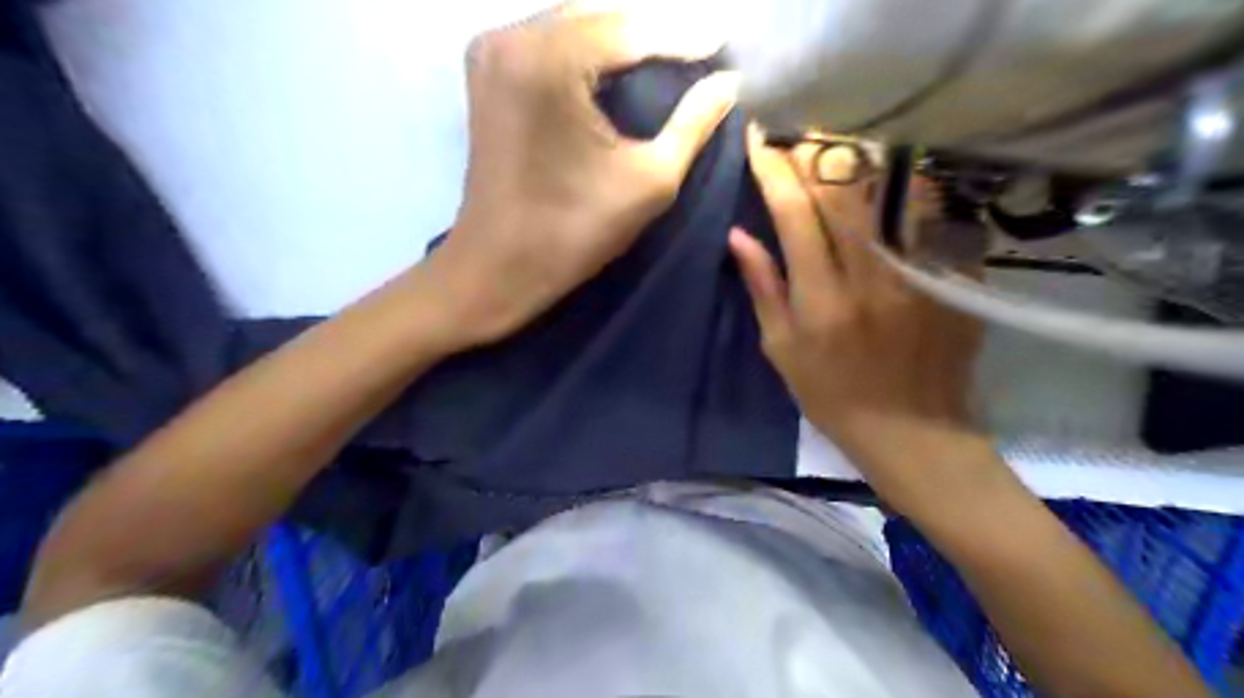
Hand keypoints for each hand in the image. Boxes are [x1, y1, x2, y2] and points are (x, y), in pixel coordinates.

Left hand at [426, 6, 737, 349]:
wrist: (499, 266)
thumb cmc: (574, 232)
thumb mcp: (649, 181)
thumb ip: (692, 124)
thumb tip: (729, 81)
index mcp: (548, 62)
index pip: (630, 29)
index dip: (682, 36)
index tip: (723, 44)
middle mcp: (511, 38)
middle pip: (599, 15)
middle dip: (652, 30)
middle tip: (697, 50)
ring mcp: (491, 50)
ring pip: (572, 22)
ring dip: (619, 35)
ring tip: (666, 55)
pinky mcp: (486, 71)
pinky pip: (547, 41)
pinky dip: (586, 48)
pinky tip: (617, 65)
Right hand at [731, 128, 982, 455]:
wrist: (912, 430)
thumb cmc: (833, 396)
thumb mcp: (782, 349)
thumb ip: (763, 288)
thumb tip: (738, 236)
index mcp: (821, 299)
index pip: (795, 214)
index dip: (774, 170)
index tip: (758, 140)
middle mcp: (871, 277)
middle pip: (844, 190)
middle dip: (815, 149)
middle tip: (797, 128)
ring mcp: (918, 273)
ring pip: (890, 189)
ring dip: (860, 156)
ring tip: (838, 139)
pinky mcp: (952, 275)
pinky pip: (929, 212)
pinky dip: (904, 183)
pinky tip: (888, 172)